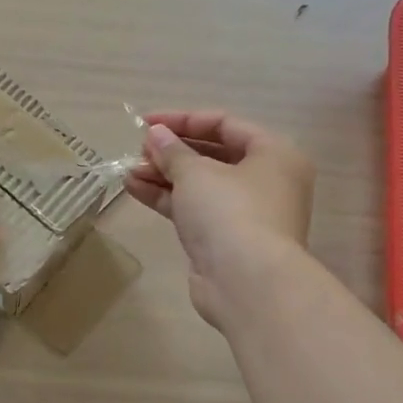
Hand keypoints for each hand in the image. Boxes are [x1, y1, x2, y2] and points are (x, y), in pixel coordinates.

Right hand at [127, 110, 315, 329]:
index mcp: (274, 154)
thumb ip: (172, 151)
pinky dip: (166, 198)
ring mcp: (245, 213)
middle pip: (213, 155)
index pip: (225, 124)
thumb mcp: (196, 172)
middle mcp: (265, 181)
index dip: (184, 120)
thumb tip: (155, 134)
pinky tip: (133, 188)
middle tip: (138, 148)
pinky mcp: (224, 240)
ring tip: (128, 169)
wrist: (246, 283)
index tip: (146, 122)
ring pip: (200, 185)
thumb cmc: (230, 212)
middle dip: (172, 151)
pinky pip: (193, 210)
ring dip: (163, 175)